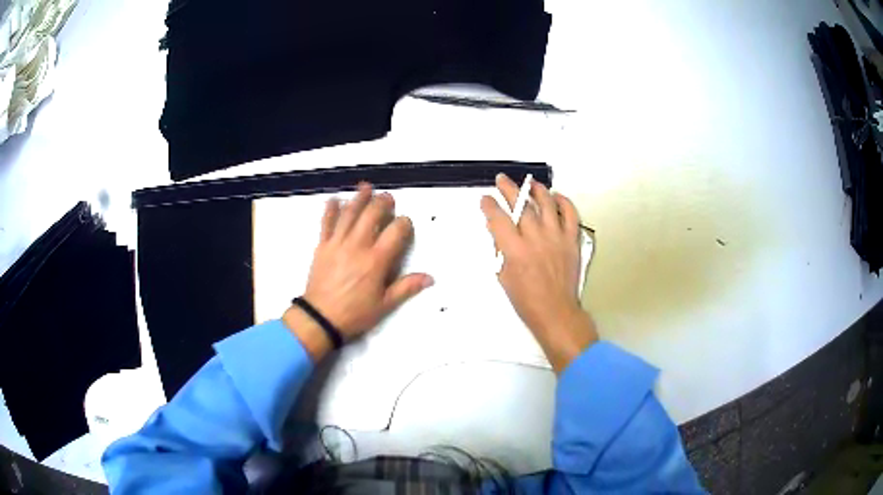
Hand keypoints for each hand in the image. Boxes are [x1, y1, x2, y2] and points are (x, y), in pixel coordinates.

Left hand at [283, 183, 432, 360]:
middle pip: (372, 215)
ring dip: (359, 198)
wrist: (320, 318)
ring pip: (350, 214)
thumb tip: (430, 278)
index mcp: (376, 261)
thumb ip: (406, 287)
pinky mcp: (322, 246)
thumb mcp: (384, 305)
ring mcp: (338, 243)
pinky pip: (326, 223)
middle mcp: (358, 246)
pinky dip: (330, 210)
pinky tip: (334, 199)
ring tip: (366, 187)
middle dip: (382, 203)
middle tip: (388, 197)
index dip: (404, 223)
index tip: (406, 223)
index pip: (395, 232)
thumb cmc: (355, 313)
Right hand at [480, 174, 597, 372]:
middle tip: (502, 180)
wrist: (555, 311)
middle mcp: (535, 239)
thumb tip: (497, 230)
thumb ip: (500, 250)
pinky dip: (564, 203)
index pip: (498, 219)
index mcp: (515, 251)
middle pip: (521, 206)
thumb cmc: (526, 300)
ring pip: (547, 205)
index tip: (485, 199)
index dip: (489, 206)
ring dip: (537, 190)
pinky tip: (556, 197)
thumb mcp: (503, 276)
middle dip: (509, 190)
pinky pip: (570, 215)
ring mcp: (556, 238)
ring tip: (531, 183)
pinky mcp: (571, 241)